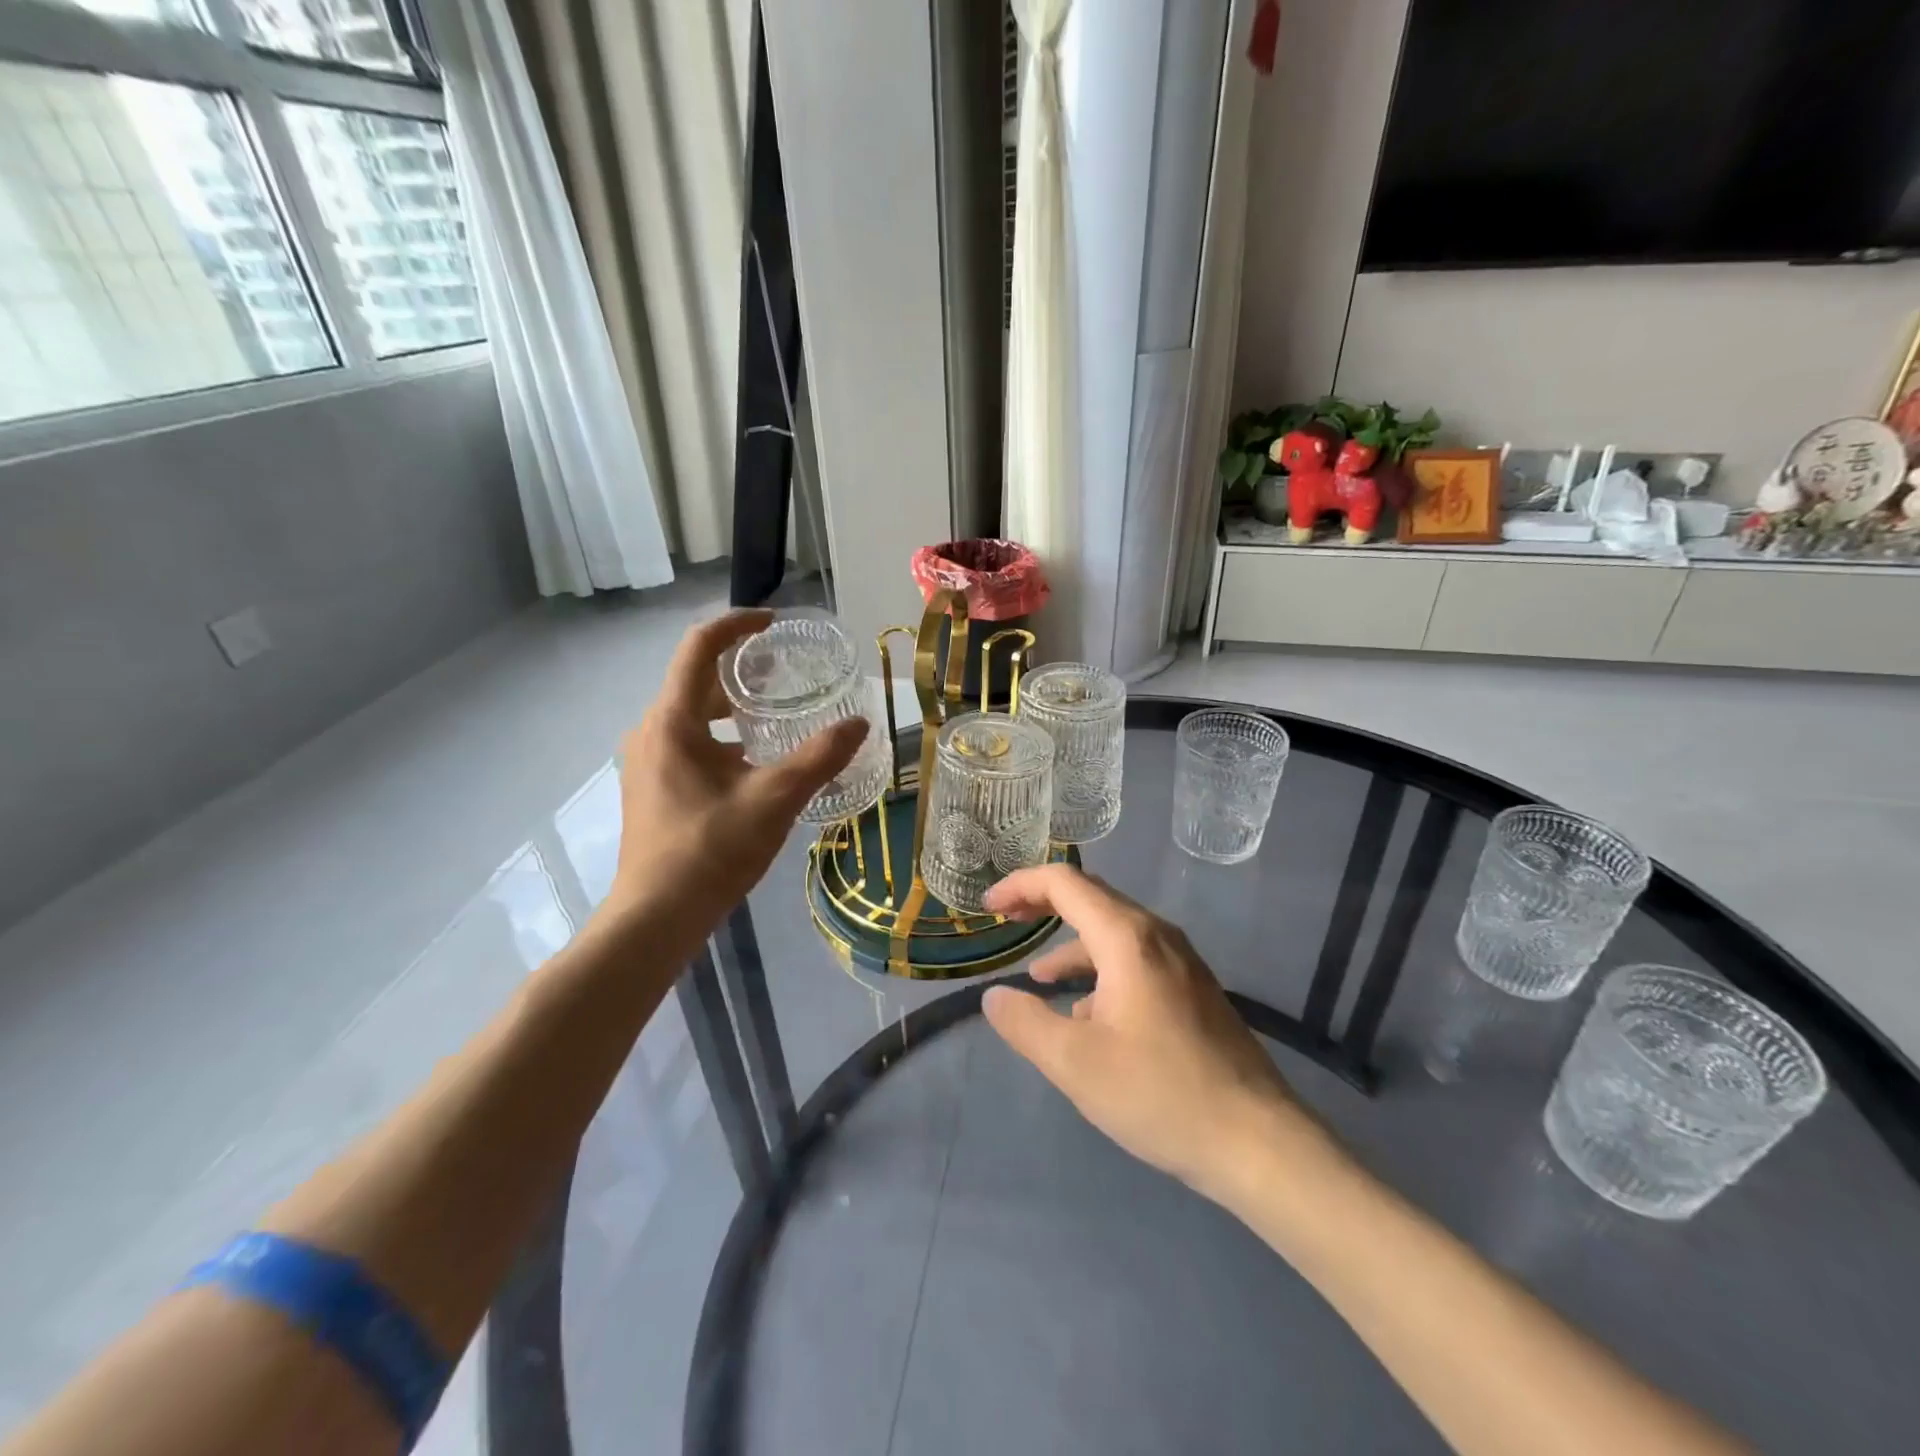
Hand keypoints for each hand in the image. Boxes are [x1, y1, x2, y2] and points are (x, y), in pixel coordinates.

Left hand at [604, 610, 867, 944]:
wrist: (655, 918)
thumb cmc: (710, 852)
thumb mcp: (774, 800)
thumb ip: (819, 758)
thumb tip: (859, 723)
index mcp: (672, 721)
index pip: (699, 648)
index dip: (737, 625)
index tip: (774, 623)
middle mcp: (652, 731)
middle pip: (698, 681)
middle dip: (743, 670)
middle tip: (790, 672)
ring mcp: (648, 761)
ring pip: (695, 715)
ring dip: (735, 706)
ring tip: (780, 712)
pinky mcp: (653, 787)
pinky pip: (690, 742)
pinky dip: (724, 737)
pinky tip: (757, 761)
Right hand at [981, 864, 1315, 1202]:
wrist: (1258, 1142)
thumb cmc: (1161, 1094)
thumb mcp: (1076, 1064)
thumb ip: (1025, 1024)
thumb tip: (995, 996)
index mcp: (1127, 938)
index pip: (1065, 883)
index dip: (1021, 885)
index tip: (989, 908)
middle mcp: (1157, 936)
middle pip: (1092, 898)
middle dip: (1044, 904)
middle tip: (1006, 920)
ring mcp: (1182, 962)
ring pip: (1114, 933)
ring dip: (1072, 944)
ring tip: (1039, 978)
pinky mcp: (1194, 990)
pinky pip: (1135, 960)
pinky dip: (1100, 971)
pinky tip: (1088, 1016)